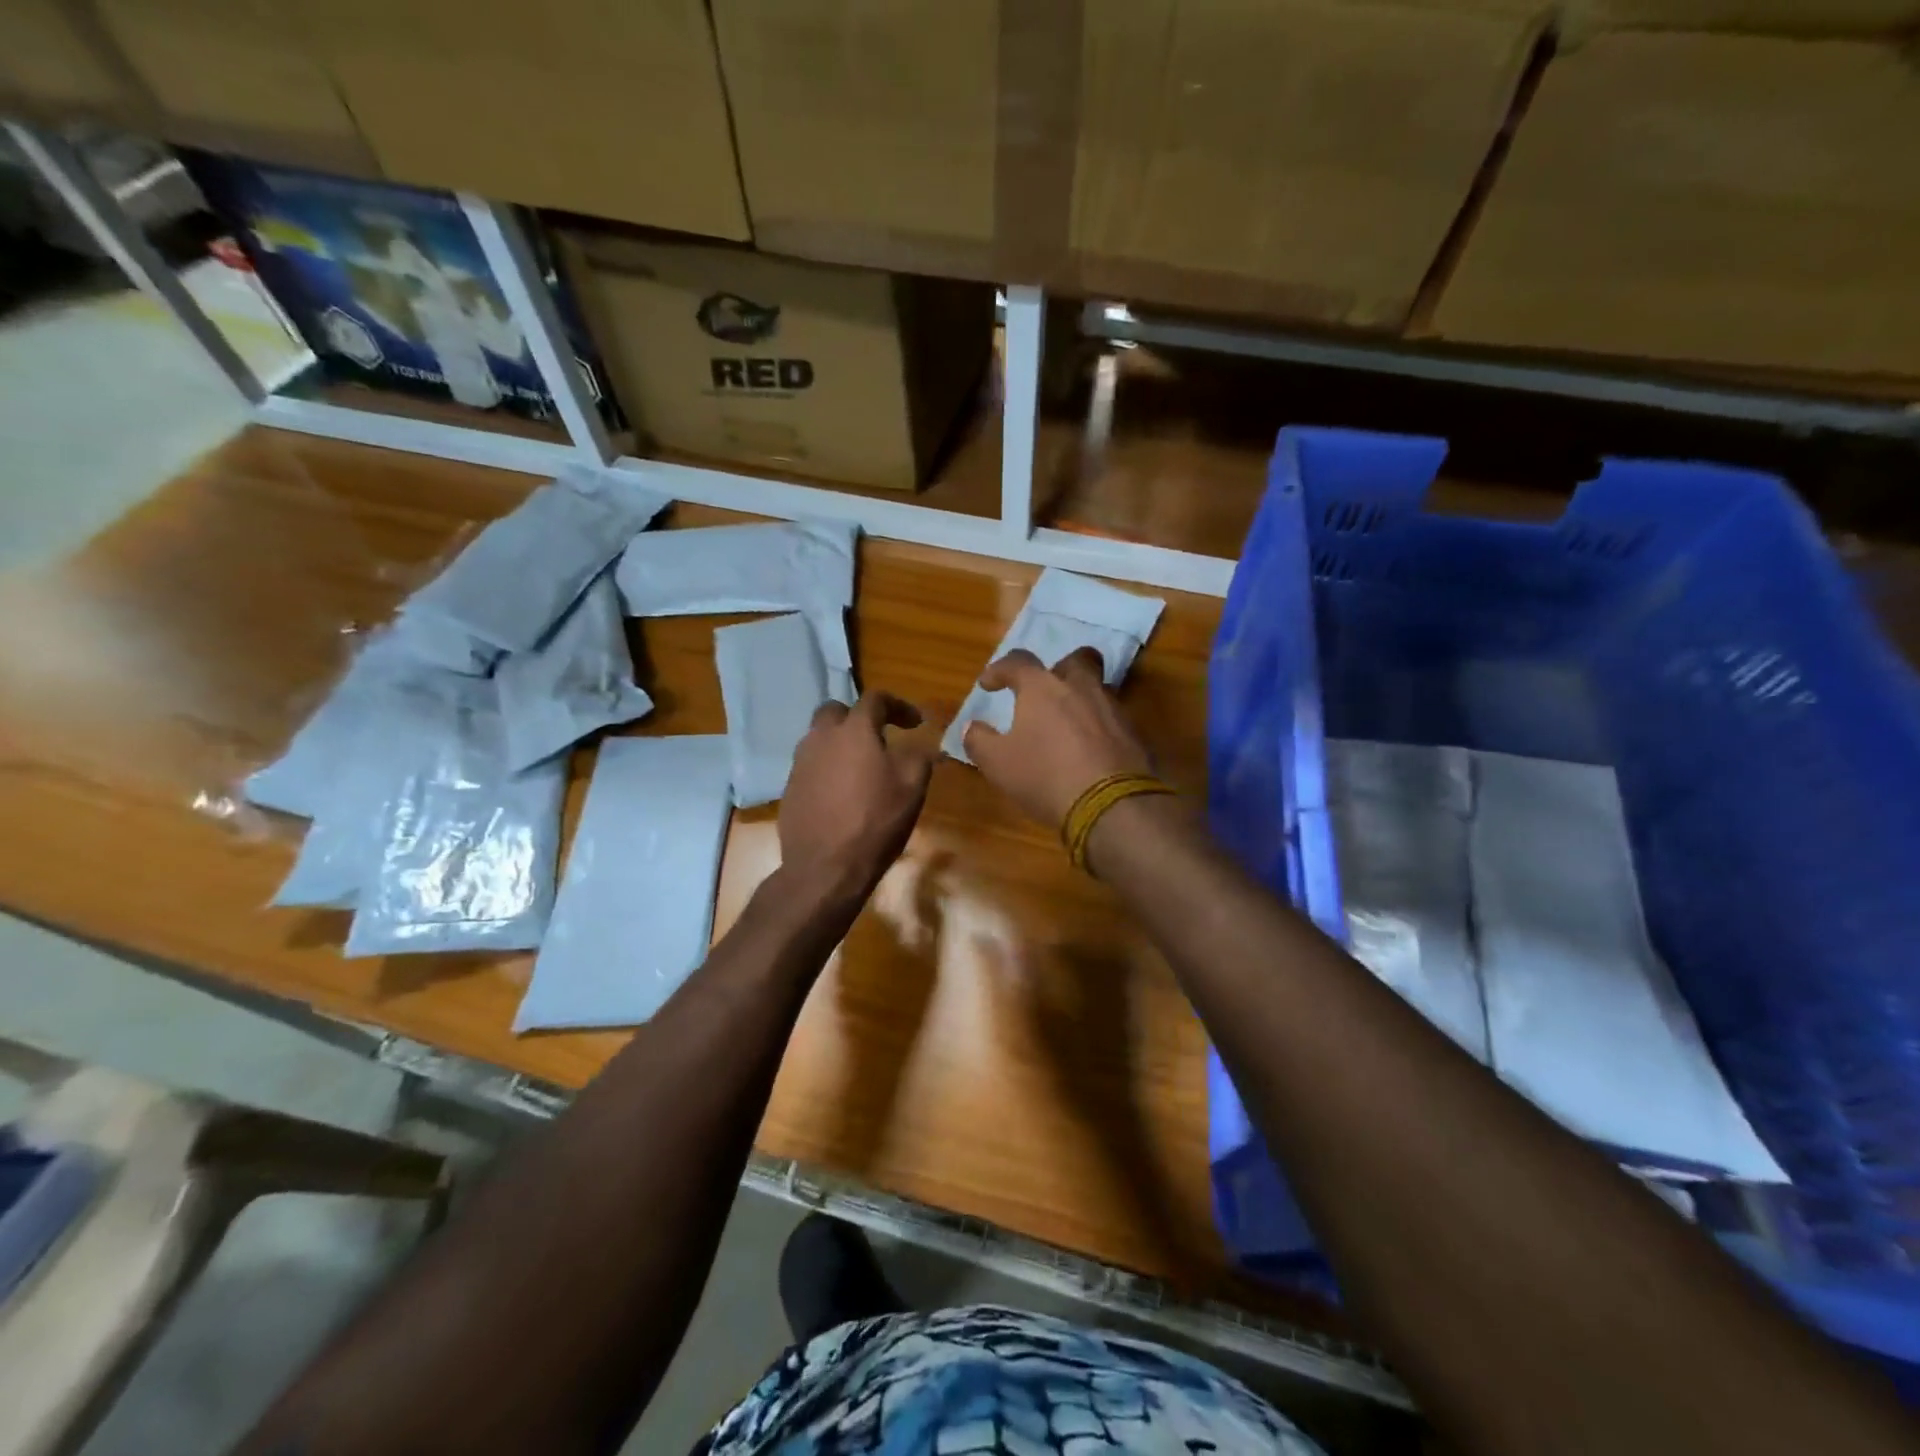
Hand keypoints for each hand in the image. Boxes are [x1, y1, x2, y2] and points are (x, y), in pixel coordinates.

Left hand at [780, 692, 936, 893]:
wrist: (825, 868)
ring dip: (841, 743)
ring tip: (861, 767)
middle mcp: (821, 738)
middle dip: (859, 717)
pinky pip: (811, 765)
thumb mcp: (912, 787)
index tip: (915, 723)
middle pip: (836, 711)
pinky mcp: (790, 788)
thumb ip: (920, 755)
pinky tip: (842, 793)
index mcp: (854, 730)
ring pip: (819, 738)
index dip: (899, 705)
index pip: (876, 699)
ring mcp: (800, 763)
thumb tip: (924, 742)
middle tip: (879, 738)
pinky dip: (828, 768)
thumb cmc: (875, 822)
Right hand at [963, 648, 1153, 827]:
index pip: (1017, 662)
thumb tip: (972, 727)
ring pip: (1097, 688)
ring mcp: (1112, 708)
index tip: (988, 684)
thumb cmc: (1045, 776)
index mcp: (1043, 687)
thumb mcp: (998, 763)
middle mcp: (1081, 687)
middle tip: (1045, 691)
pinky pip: (1112, 718)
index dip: (999, 670)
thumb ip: (979, 740)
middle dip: (1058, 670)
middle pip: (1075, 660)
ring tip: (1066, 724)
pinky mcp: (1134, 733)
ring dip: (1080, 699)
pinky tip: (1089, 749)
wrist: (1112, 805)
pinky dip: (1098, 726)